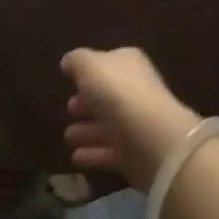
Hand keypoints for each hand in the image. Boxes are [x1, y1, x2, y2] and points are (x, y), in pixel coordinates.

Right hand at [62, 46, 201, 190]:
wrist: (151, 138)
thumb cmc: (118, 92)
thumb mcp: (89, 65)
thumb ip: (76, 61)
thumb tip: (69, 62)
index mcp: (129, 64)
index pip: (109, 63)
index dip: (89, 70)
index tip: (71, 79)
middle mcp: (135, 91)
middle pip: (108, 95)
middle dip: (88, 102)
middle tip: (68, 108)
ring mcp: (136, 124)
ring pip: (107, 125)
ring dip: (87, 131)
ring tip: (67, 136)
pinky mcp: (135, 155)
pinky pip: (109, 153)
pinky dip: (93, 154)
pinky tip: (75, 157)